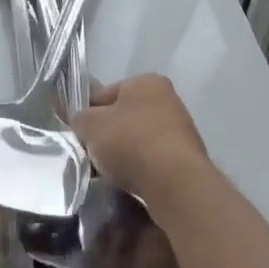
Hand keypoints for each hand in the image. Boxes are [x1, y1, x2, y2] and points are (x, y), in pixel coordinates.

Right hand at [72, 75, 212, 208]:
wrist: (174, 183)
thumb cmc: (130, 141)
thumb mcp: (91, 125)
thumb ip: (81, 119)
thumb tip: (82, 123)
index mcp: (147, 81)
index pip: (108, 93)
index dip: (90, 112)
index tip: (81, 134)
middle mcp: (168, 99)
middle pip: (125, 118)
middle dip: (108, 136)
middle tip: (92, 156)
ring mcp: (181, 131)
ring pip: (139, 142)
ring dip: (124, 156)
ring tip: (109, 175)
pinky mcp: (187, 161)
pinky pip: (154, 163)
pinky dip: (141, 172)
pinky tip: (129, 185)